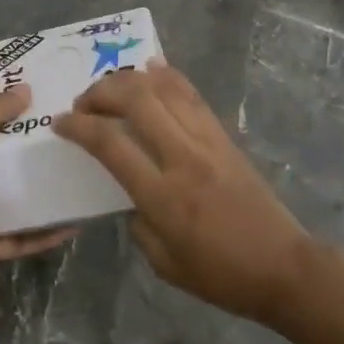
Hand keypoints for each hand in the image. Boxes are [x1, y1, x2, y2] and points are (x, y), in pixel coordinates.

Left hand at [0, 85, 78, 283]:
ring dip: (47, 195)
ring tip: (83, 182)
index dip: (17, 117)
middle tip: (78, 143)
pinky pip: (23, 238)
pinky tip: (76, 224)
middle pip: (9, 165)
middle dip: (38, 155)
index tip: (52, 107)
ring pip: (20, 202)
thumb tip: (27, 89)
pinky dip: (46, 233)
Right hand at [54, 62, 315, 322]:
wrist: (283, 267)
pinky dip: (167, 76)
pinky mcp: (224, 136)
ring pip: (165, 89)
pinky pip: (192, 95)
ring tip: (111, 86)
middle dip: (102, 92)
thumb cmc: (221, 275)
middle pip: (137, 101)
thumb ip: (138, 223)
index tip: (60, 123)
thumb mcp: (164, 264)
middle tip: (84, 102)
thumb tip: (131, 196)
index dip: (79, 127)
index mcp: (163, 196)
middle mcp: (183, 157)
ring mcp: (208, 141)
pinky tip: (151, 68)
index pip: (111, 145)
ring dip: (130, 79)